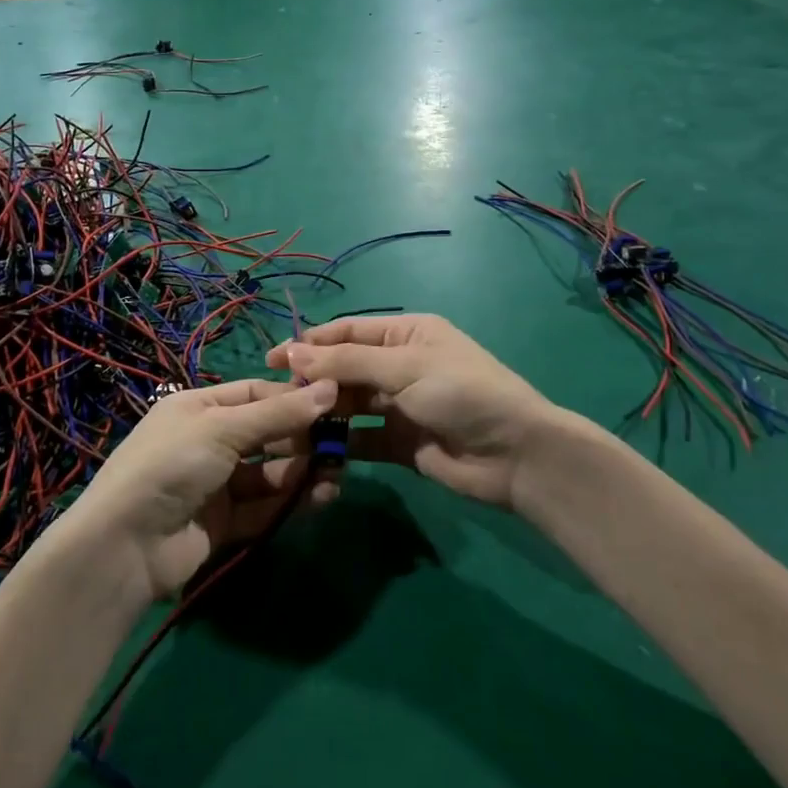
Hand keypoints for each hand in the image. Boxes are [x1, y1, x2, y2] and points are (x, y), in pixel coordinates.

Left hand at [61, 378, 338, 601]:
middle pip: (266, 433)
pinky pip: (265, 506)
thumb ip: (279, 413)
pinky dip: (292, 501)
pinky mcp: (224, 523)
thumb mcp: (223, 429)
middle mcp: (209, 442)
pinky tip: (321, 497)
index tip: (335, 402)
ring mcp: (216, 484)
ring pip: (270, 472)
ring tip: (336, 474)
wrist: (125, 546)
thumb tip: (331, 388)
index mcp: (199, 407)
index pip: (255, 394)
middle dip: (303, 438)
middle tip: (342, 444)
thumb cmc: (172, 465)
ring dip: (303, 471)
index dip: (293, 398)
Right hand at [267, 315, 556, 508]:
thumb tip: (292, 352)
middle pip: (344, 369)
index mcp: (405, 334)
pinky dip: (338, 444)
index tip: (272, 360)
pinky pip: (360, 439)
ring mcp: (399, 406)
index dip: (309, 344)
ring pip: (348, 405)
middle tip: (276, 399)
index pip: (347, 332)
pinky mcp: (399, 444)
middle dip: (312, 381)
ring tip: (287, 425)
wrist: (515, 454)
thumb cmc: (461, 392)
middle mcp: (399, 366)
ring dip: (321, 413)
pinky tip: (312, 451)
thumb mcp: (404, 367)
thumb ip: (347, 362)